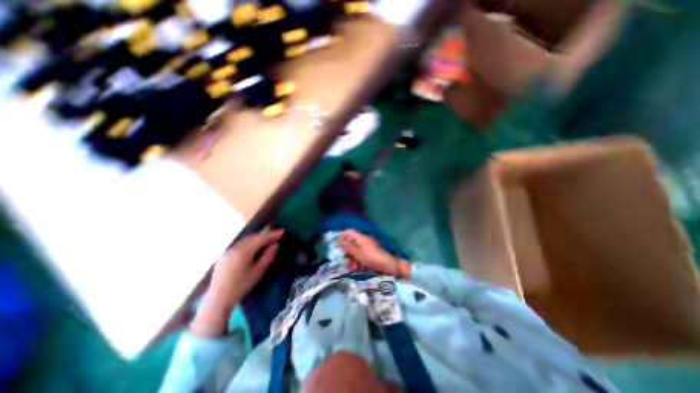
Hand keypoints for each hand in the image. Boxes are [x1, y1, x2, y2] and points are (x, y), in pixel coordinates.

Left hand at [191, 230, 282, 337]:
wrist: (218, 300)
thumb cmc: (241, 286)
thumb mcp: (258, 272)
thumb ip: (268, 256)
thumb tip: (276, 245)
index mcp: (243, 251)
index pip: (261, 238)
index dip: (272, 234)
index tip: (282, 231)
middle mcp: (235, 247)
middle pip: (253, 237)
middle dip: (265, 236)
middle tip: (276, 237)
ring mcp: (228, 251)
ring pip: (246, 240)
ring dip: (257, 239)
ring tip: (267, 242)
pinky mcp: (224, 256)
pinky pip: (239, 245)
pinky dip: (249, 243)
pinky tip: (254, 249)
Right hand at [339, 231, 410, 278]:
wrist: (388, 264)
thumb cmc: (371, 258)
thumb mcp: (357, 254)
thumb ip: (348, 247)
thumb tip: (340, 240)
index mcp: (360, 237)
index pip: (349, 232)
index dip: (342, 237)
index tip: (339, 246)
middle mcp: (364, 240)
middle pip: (351, 244)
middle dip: (348, 254)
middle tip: (347, 264)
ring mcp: (368, 246)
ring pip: (356, 251)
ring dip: (353, 260)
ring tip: (354, 269)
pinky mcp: (371, 252)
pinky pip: (362, 254)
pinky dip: (359, 261)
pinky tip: (360, 269)